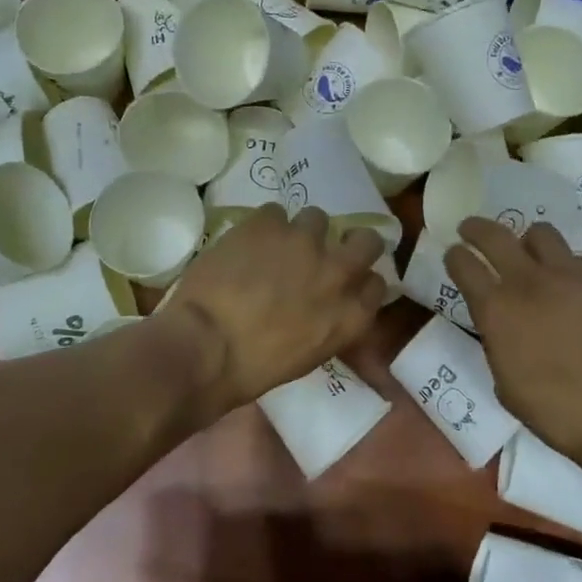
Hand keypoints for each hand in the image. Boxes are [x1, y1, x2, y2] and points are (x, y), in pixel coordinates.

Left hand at [164, 204, 385, 414]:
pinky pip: (274, 212)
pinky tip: (246, 243)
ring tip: (275, 245)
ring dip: (300, 232)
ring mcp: (304, 242)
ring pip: (317, 218)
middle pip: (367, 241)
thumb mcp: (306, 356)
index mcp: (350, 316)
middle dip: (351, 241)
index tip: (343, 284)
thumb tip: (320, 307)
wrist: (205, 346)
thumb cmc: (252, 369)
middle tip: (324, 251)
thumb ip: (327, 324)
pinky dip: (263, 226)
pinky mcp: (268, 224)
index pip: (376, 284)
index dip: (360, 280)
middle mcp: (338, 273)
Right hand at [444, 218, 581, 454]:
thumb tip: (502, 327)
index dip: (455, 256)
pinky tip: (575, 292)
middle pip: (493, 234)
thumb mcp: (506, 381)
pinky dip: (567, 270)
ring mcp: (570, 275)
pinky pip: (578, 261)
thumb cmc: (557, 412)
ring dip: (528, 242)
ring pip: (540, 233)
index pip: (462, 263)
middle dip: (476, 228)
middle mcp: (528, 281)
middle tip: (472, 230)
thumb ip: (498, 341)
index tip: (454, 255)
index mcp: (496, 310)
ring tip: (532, 256)